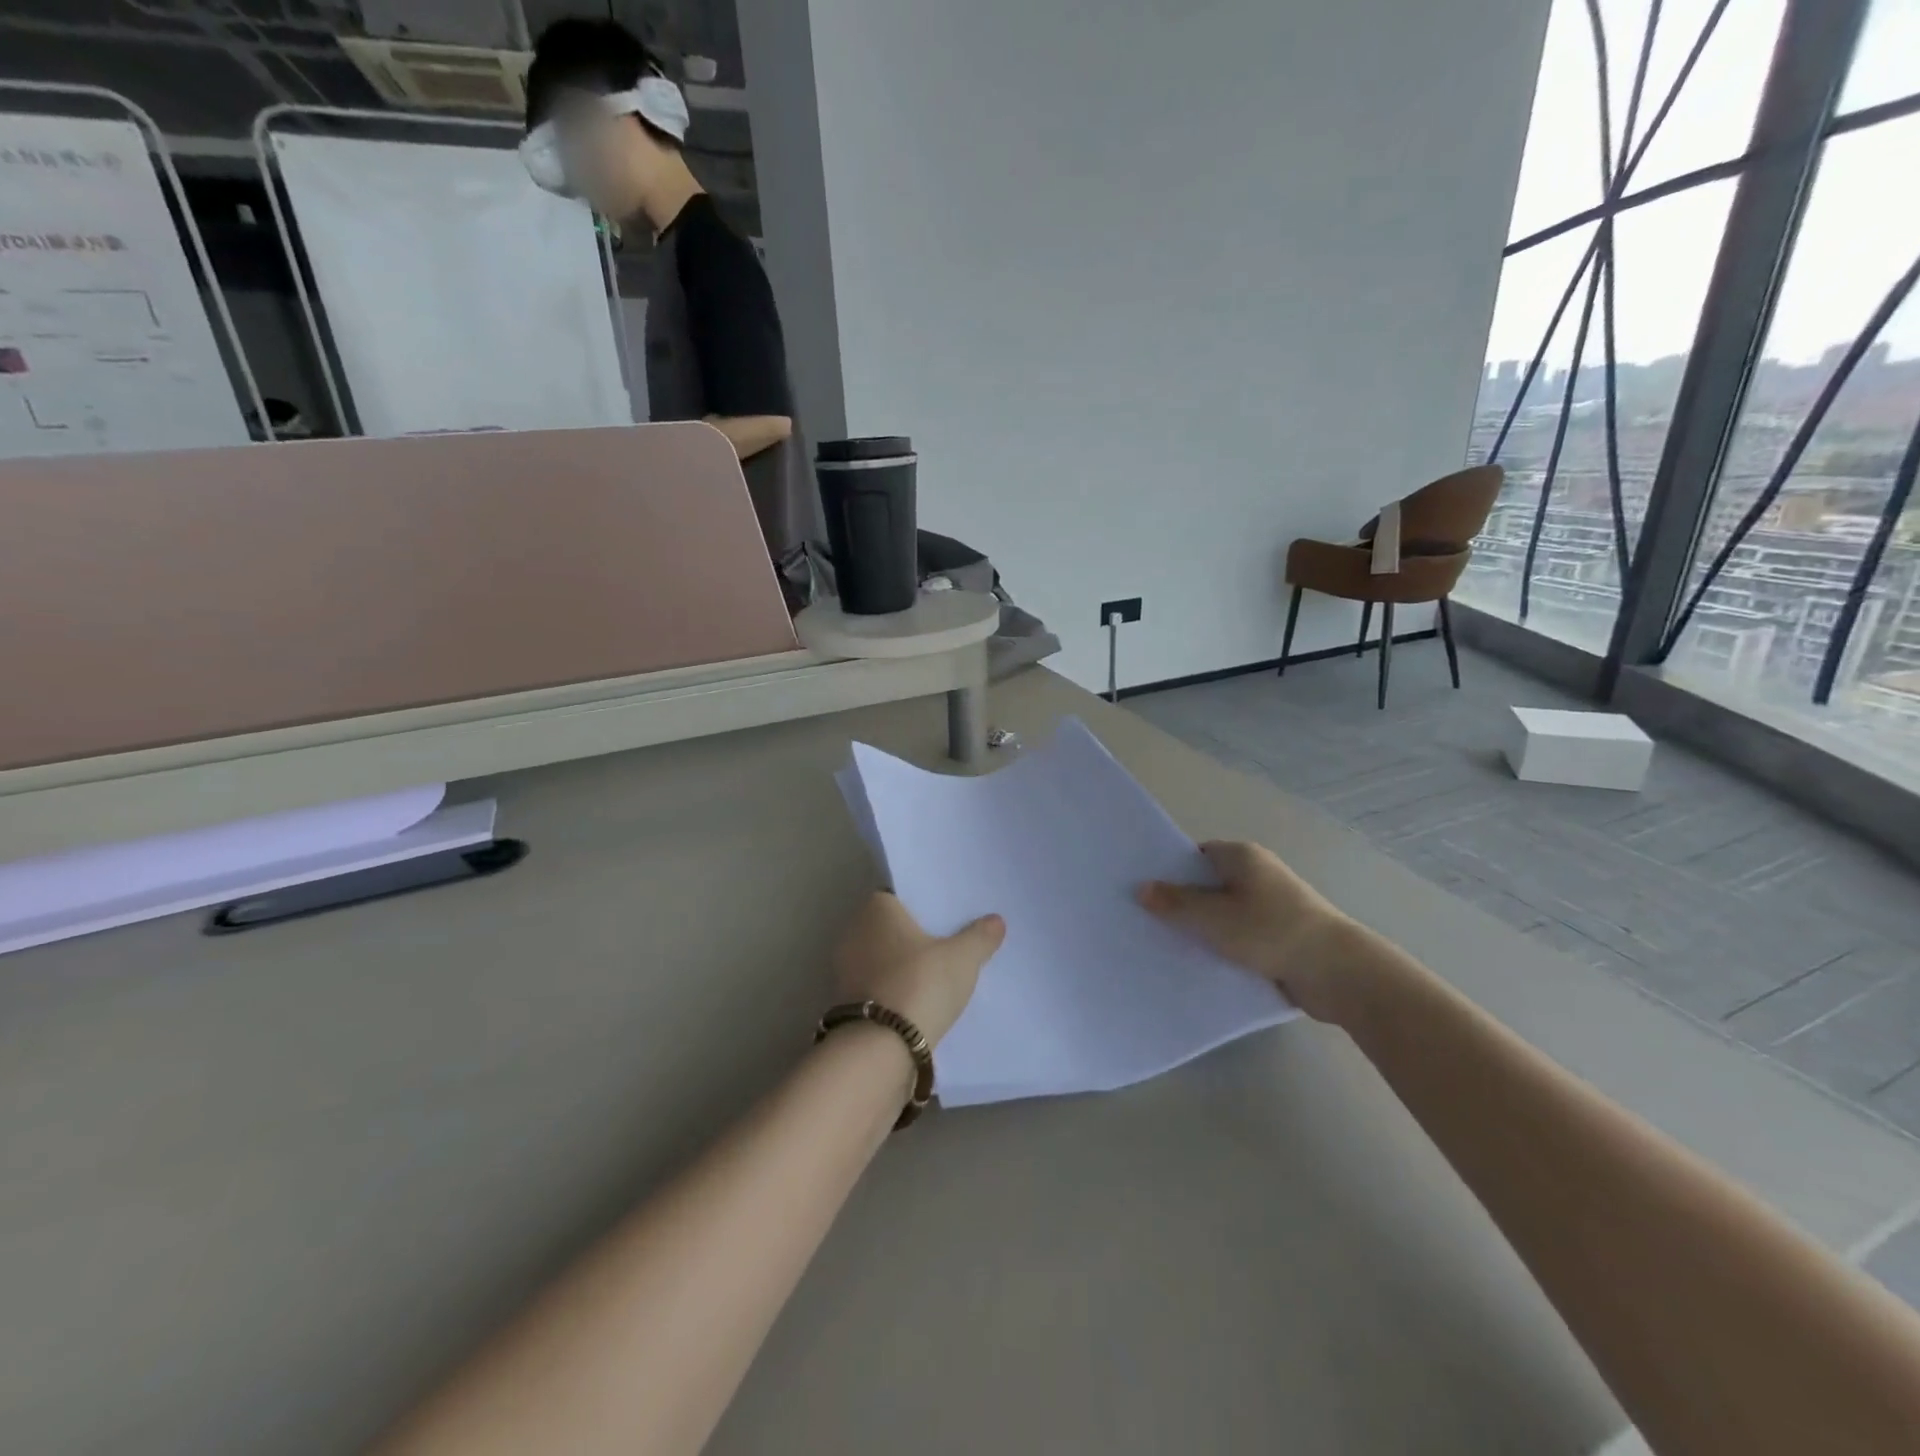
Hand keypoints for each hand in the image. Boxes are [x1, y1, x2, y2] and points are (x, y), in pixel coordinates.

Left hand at [830, 892, 1004, 1046]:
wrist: (881, 1048)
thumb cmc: (920, 983)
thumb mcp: (962, 958)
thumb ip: (980, 936)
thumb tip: (996, 920)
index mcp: (876, 908)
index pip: (898, 896)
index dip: (921, 907)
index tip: (944, 919)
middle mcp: (854, 932)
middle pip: (889, 928)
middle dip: (912, 937)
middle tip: (946, 947)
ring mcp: (845, 969)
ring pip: (882, 960)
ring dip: (901, 968)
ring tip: (935, 978)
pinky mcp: (846, 1003)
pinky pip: (877, 987)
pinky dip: (893, 992)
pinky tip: (916, 1003)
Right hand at [1138, 840, 1356, 1023]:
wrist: (1338, 972)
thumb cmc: (1270, 931)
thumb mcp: (1213, 917)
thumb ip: (1175, 903)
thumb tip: (1142, 888)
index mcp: (1242, 857)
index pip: (1195, 855)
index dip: (1170, 872)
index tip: (1145, 892)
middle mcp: (1258, 874)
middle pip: (1209, 884)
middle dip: (1183, 903)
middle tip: (1148, 922)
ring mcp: (1272, 906)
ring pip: (1225, 913)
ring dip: (1204, 929)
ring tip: (1168, 946)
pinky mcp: (1281, 935)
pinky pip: (1241, 936)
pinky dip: (1224, 946)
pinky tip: (1202, 964)